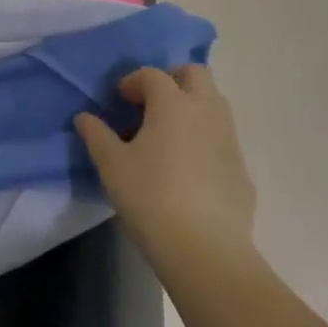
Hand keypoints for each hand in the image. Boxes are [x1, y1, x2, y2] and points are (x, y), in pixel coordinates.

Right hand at [76, 66, 257, 278]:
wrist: (207, 252)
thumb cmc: (152, 198)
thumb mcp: (112, 166)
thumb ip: (97, 135)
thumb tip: (85, 118)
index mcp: (173, 104)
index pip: (153, 74)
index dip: (133, 81)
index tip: (119, 100)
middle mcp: (206, 111)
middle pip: (195, 74)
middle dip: (172, 79)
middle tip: (151, 104)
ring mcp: (229, 140)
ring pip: (214, 103)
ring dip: (192, 106)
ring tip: (169, 134)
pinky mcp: (242, 170)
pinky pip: (222, 138)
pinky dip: (205, 139)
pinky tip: (189, 169)